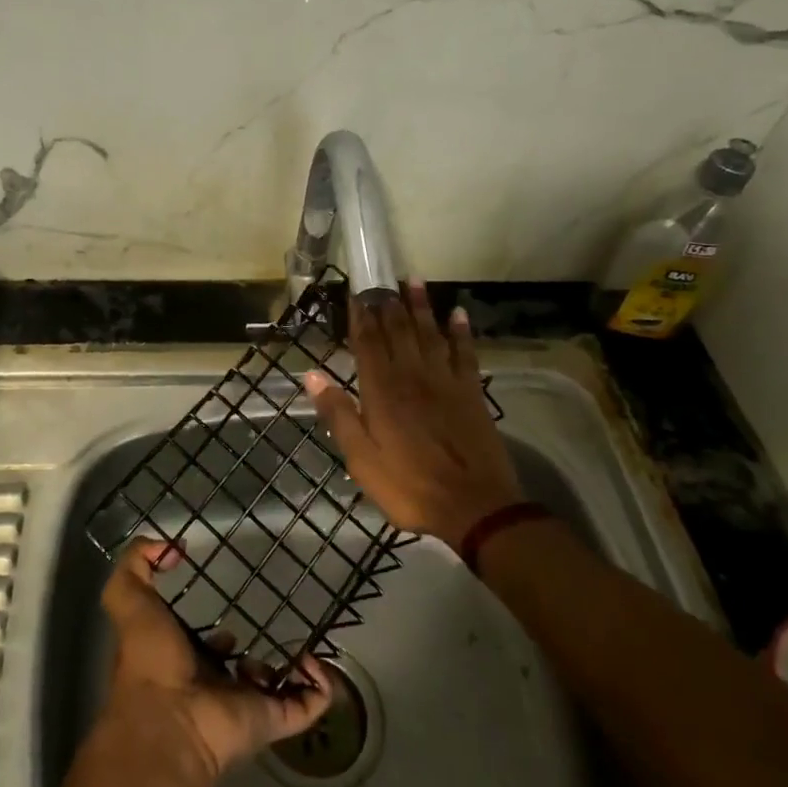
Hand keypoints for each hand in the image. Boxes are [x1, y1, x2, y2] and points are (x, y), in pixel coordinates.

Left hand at [100, 539, 334, 782]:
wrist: (169, 721)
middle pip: (240, 669)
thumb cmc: (149, 658)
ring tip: (302, 645)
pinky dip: (320, 687)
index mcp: (181, 660)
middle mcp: (213, 684)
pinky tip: (316, 660)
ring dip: (291, 669)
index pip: (203, 647)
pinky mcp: (272, 719)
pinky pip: (306, 705)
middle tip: (274, 625)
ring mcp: (245, 704)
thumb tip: (169, 547)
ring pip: (276, 687)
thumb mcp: (128, 598)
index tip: (228, 612)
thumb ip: (136, 564)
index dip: (214, 634)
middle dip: (254, 653)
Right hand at [304, 283, 522, 550]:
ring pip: (430, 334)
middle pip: (398, 331)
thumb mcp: (361, 459)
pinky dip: (461, 332)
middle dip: (388, 304)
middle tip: (382, 279)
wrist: (474, 507)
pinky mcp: (471, 393)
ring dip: (422, 306)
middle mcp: (412, 377)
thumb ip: (338, 415)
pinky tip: (458, 314)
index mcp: (382, 392)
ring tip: (414, 280)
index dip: (360, 317)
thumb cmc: (409, 486)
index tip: (355, 293)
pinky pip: (465, 353)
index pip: (367, 344)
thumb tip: (312, 375)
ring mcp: (445, 382)